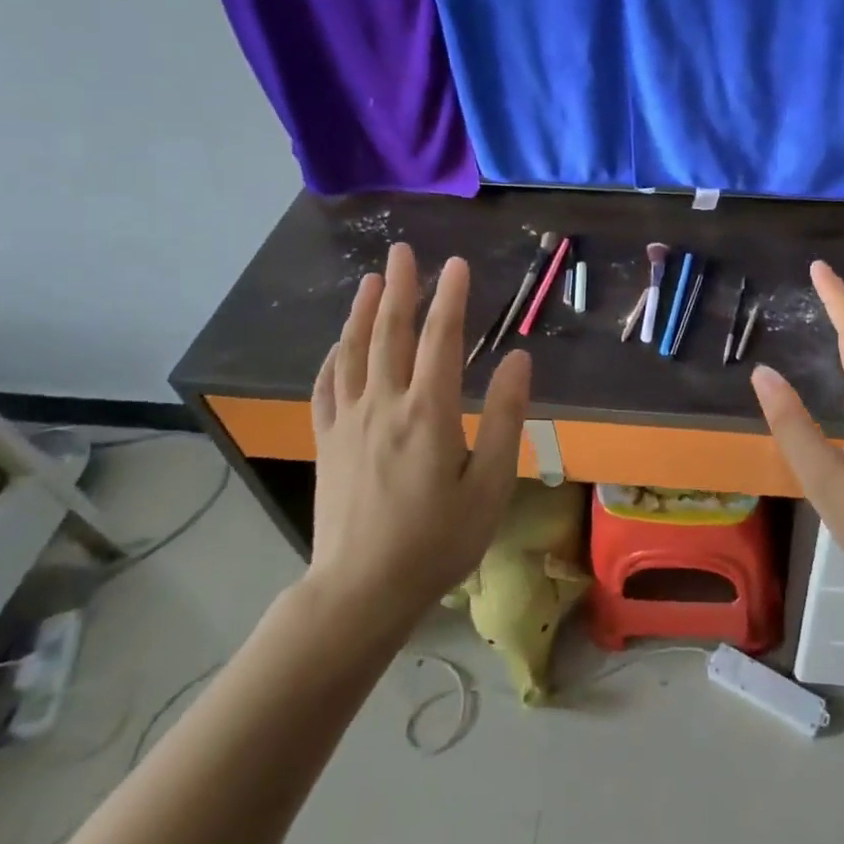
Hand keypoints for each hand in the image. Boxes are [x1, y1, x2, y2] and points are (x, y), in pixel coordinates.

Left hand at [305, 243, 531, 635]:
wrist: (360, 592)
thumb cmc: (438, 541)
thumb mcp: (490, 485)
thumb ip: (505, 418)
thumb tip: (517, 360)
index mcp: (429, 413)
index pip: (441, 340)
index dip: (451, 298)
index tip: (457, 263)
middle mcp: (384, 406)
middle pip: (391, 334)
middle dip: (400, 288)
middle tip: (402, 251)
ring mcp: (348, 423)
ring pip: (353, 353)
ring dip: (363, 312)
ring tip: (371, 281)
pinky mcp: (327, 443)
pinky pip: (326, 388)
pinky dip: (333, 358)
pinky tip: (336, 345)